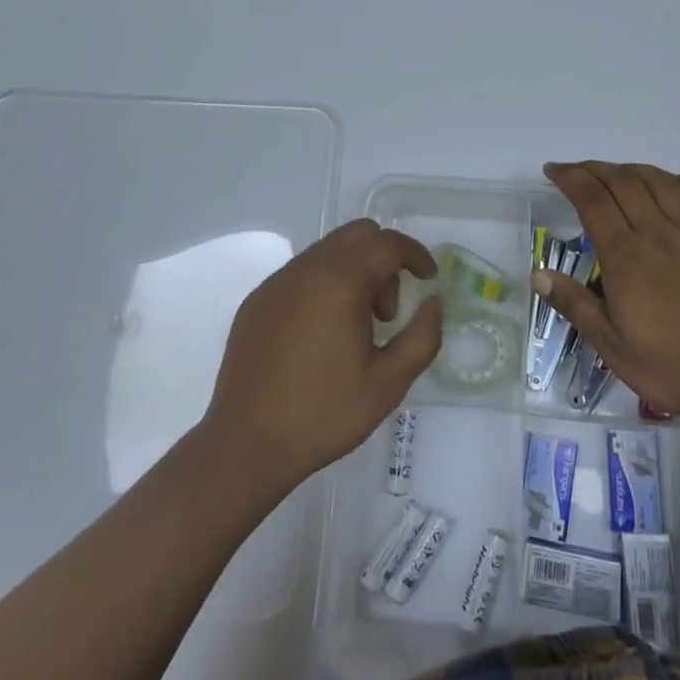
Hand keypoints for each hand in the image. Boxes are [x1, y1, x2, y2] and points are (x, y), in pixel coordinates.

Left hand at [204, 220, 441, 488]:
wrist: (246, 444)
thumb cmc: (324, 413)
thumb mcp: (389, 383)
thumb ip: (422, 337)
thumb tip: (433, 303)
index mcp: (340, 281)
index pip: (387, 243)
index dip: (416, 255)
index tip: (429, 279)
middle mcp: (306, 269)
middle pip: (357, 235)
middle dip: (384, 260)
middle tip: (387, 312)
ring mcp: (277, 282)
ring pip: (328, 251)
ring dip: (354, 272)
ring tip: (355, 328)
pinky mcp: (257, 300)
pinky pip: (302, 272)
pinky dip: (325, 284)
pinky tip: (321, 334)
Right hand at [535, 161, 679, 422]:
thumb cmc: (672, 367)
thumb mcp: (611, 345)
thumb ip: (575, 305)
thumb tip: (539, 273)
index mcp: (626, 256)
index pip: (592, 199)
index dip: (570, 178)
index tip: (553, 171)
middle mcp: (659, 233)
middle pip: (623, 182)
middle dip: (594, 169)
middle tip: (576, 172)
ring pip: (660, 182)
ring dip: (632, 169)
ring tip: (616, 174)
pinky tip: (672, 185)